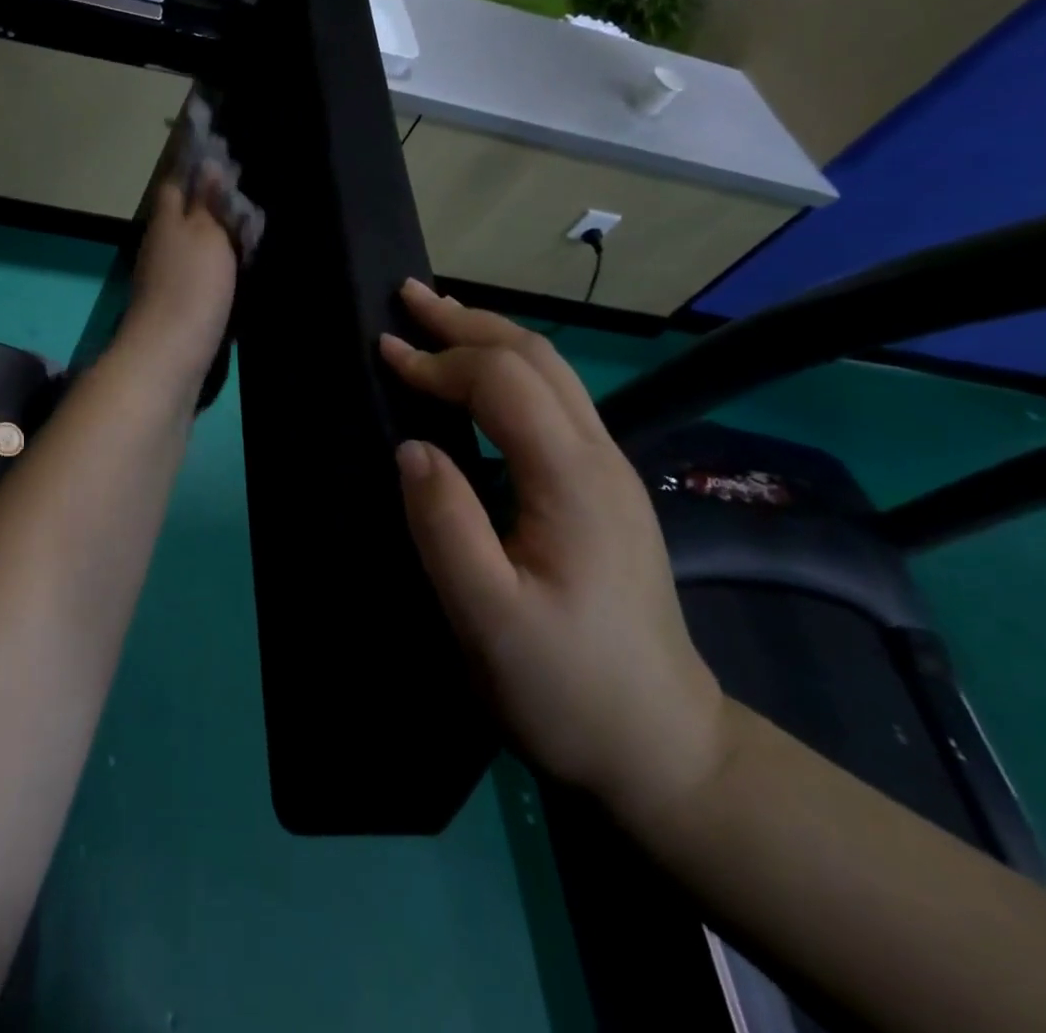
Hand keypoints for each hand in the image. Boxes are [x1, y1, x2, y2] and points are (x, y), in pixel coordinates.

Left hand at [116, 168, 237, 385]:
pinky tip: (235, 270)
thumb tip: (208, 165)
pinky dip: (215, 267)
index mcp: (166, 220)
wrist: (170, 354)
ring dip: (214, 236)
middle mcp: (159, 245)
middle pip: (183, 215)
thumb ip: (207, 202)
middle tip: (248, 197)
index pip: (175, 183)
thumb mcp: (206, 234)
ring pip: (191, 245)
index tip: (223, 157)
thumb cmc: (191, 285)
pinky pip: (197, 274)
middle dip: (210, 204)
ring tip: (250, 230)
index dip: (196, 169)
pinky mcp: (175, 307)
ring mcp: (164, 278)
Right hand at [379, 279, 733, 827]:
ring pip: (551, 373)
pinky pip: (553, 401)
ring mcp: (609, 472)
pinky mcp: (603, 491)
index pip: (500, 382)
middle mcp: (599, 457)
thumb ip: (445, 524)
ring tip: (438, 318)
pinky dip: (506, 368)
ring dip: (489, 336)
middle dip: (467, 321)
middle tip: (406, 296)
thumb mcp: (487, 618)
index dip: (438, 359)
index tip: (382, 350)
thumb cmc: (566, 687)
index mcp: (572, 478)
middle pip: (535, 358)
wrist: (663, 749)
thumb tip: (411, 448)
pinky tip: (479, 380)